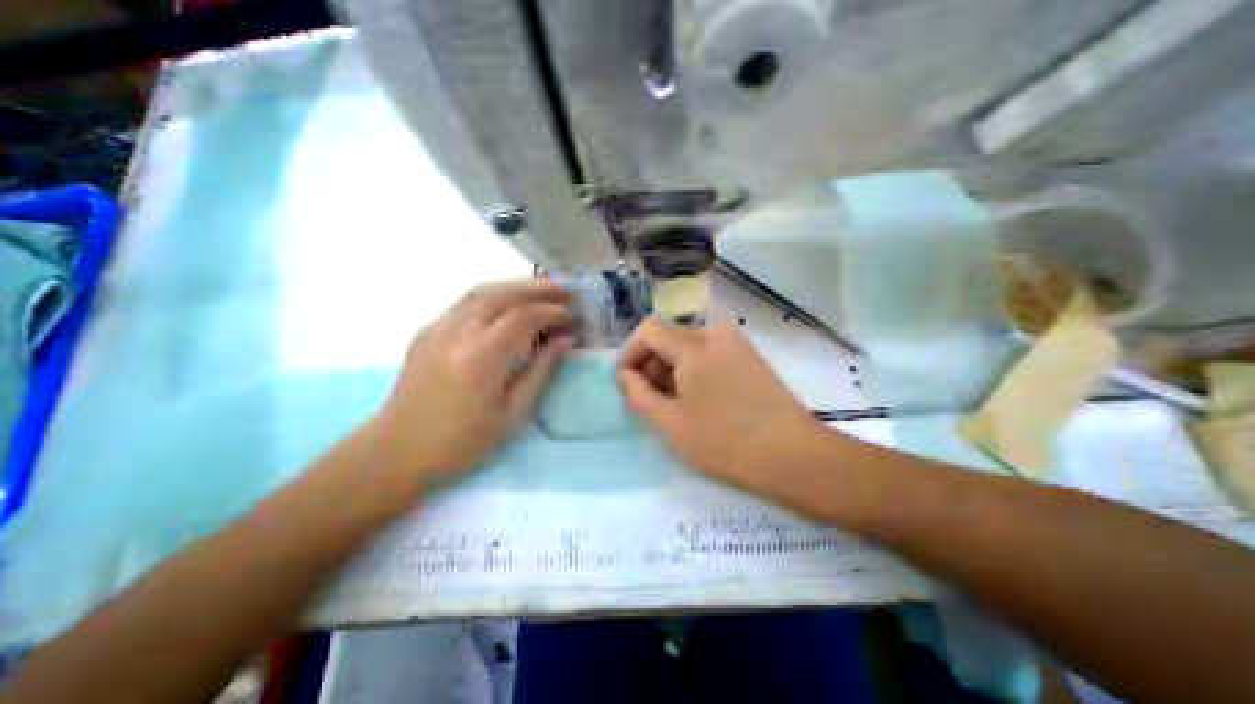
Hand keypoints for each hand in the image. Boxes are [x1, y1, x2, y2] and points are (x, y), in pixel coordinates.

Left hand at [368, 279, 571, 495]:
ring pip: (482, 291)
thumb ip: (542, 370)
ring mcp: (437, 328)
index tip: (574, 315)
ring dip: (517, 287)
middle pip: (502, 294)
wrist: (397, 452)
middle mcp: (456, 333)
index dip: (552, 311)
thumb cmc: (462, 442)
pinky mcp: (428, 331)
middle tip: (566, 290)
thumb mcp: (513, 412)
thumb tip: (566, 340)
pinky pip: (467, 302)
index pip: (522, 317)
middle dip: (538, 288)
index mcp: (479, 359)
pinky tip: (511, 303)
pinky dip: (496, 296)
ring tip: (545, 290)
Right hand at [618, 315, 823, 490]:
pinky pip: (708, 354)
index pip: (648, 329)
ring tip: (675, 406)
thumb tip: (625, 374)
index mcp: (694, 344)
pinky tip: (699, 401)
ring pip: (688, 346)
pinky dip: (693, 371)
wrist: (794, 456)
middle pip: (668, 336)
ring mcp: (736, 343)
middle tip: (651, 401)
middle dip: (651, 364)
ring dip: (672, 370)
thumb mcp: (670, 423)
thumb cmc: (725, 442)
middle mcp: (715, 333)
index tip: (627, 383)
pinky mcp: (748, 357)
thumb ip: (637, 394)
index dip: (631, 353)